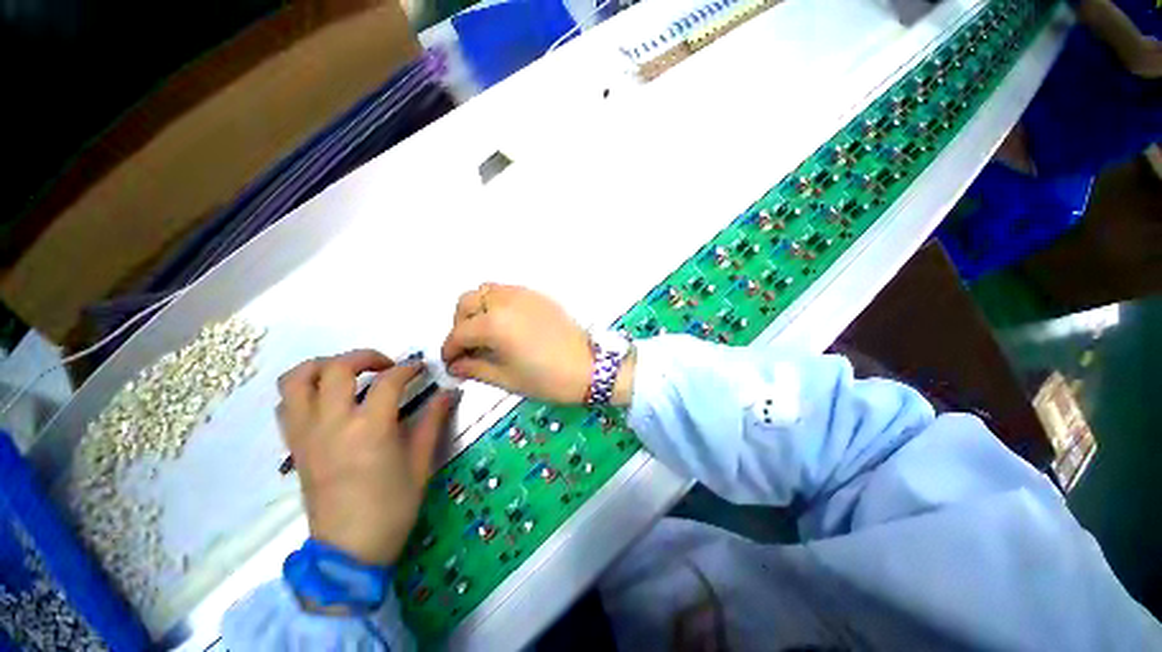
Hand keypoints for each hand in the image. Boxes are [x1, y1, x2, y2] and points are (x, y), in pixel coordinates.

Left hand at [276, 350, 457, 565]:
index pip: (389, 381)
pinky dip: (304, 390)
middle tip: (386, 366)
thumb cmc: (392, 507)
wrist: (349, 550)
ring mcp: (307, 434)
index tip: (422, 369)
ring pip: (297, 380)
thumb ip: (433, 421)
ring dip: (324, 366)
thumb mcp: (421, 462)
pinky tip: (328, 400)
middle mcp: (332, 424)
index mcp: (369, 429)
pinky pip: (287, 405)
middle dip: (365, 356)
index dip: (409, 368)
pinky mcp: (295, 446)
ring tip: (349, 374)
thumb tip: (450, 393)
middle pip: (336, 368)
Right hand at [441, 284, 593, 403]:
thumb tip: (455, 366)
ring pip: (486, 291)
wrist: (590, 367)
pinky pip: (507, 291)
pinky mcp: (538, 295)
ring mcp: (523, 294)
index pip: (458, 333)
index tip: (450, 364)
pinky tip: (505, 324)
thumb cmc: (548, 378)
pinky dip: (497, 303)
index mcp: (494, 323)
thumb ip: (475, 369)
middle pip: (466, 302)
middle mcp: (505, 301)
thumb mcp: (507, 379)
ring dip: (478, 309)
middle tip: (468, 347)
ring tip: (485, 333)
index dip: (449, 350)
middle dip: (460, 324)